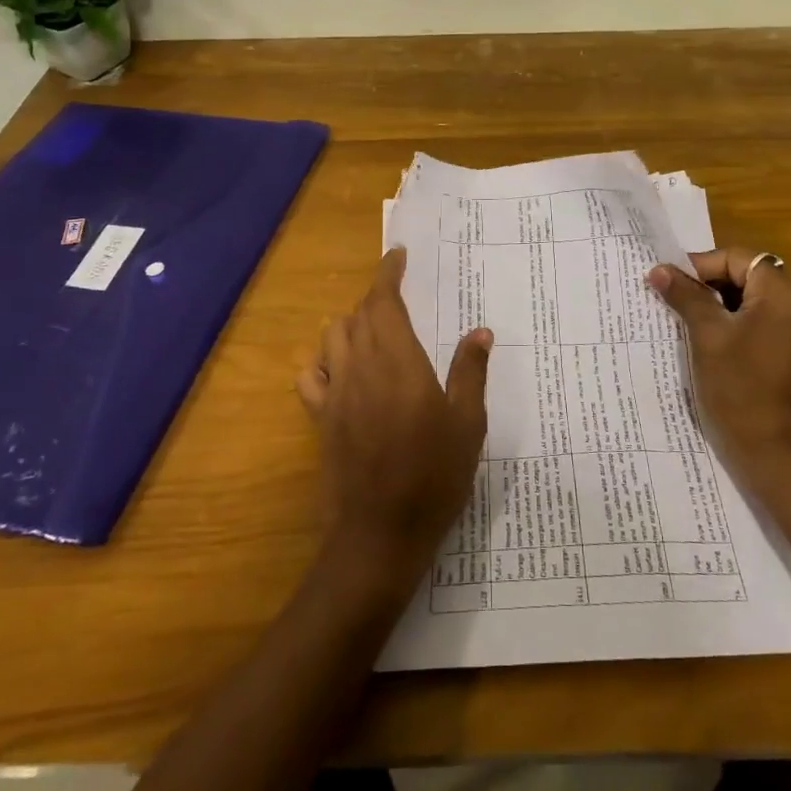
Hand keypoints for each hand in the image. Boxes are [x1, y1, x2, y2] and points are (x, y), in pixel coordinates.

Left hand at [296, 248, 491, 595]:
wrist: (380, 535)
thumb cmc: (434, 476)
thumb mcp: (467, 424)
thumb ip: (470, 372)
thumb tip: (480, 331)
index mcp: (398, 361)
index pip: (384, 301)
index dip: (388, 273)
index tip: (398, 255)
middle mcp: (360, 367)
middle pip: (357, 314)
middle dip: (376, 298)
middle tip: (399, 299)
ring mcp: (335, 393)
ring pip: (332, 337)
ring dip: (350, 324)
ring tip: (373, 331)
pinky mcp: (320, 419)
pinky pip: (310, 376)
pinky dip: (323, 361)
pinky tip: (339, 371)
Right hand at [648, 247, 790, 497]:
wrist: (779, 457)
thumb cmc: (741, 390)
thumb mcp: (707, 337)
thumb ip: (686, 297)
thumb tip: (659, 269)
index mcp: (785, 293)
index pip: (736, 258)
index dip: (699, 266)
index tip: (666, 283)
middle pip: (746, 275)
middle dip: (706, 285)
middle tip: (670, 300)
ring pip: (751, 300)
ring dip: (718, 305)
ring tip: (682, 320)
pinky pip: (761, 322)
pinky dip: (734, 324)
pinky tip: (706, 342)